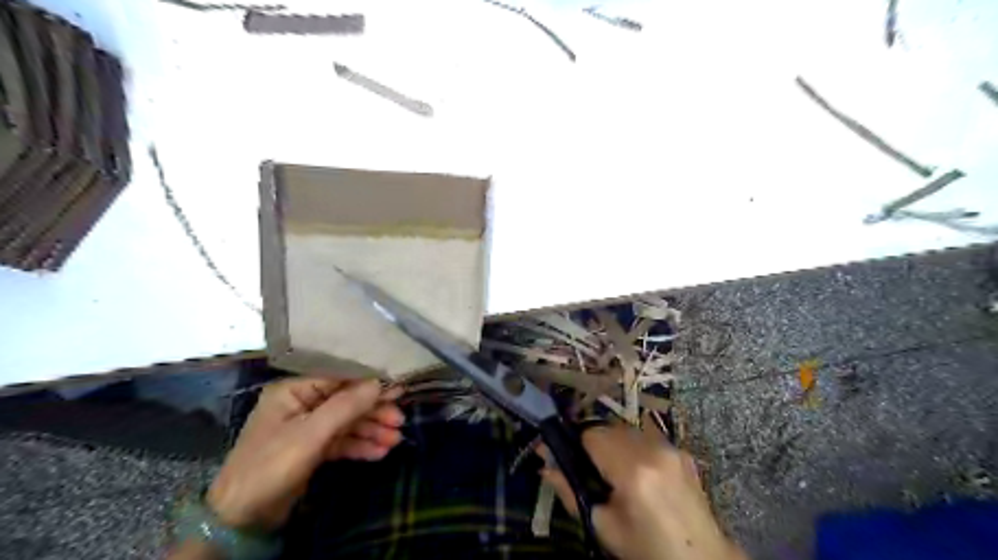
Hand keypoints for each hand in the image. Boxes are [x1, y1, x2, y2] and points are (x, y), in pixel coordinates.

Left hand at [205, 379, 400, 530]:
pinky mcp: (312, 449)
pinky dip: (360, 446)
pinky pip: (341, 441)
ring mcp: (307, 427)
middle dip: (374, 411)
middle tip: (400, 420)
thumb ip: (346, 406)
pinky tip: (380, 452)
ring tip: (396, 440)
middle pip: (347, 401)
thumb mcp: (311, 435)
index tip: (398, 388)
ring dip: (371, 430)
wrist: (240, 519)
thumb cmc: (270, 466)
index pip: (339, 378)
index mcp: (294, 390)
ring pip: (347, 422)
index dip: (370, 382)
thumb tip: (379, 382)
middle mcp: (301, 404)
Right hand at [543, 425, 743, 559]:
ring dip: (614, 442)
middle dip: (594, 442)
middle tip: (590, 468)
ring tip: (615, 470)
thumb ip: (569, 491)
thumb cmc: (646, 549)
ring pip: (627, 429)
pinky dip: (635, 446)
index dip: (575, 443)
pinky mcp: (681, 451)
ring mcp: (671, 448)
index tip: (568, 456)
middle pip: (609, 427)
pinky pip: (647, 437)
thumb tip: (543, 464)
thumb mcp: (603, 527)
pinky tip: (638, 470)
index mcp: (632, 471)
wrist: (700, 559)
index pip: (591, 435)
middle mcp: (653, 450)